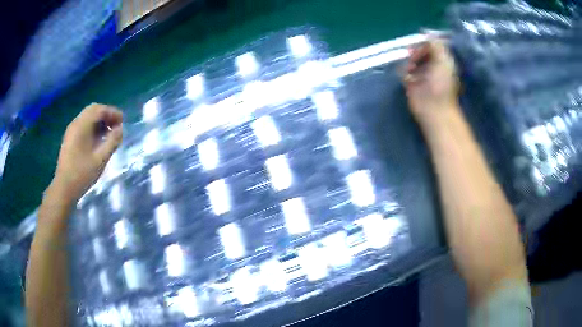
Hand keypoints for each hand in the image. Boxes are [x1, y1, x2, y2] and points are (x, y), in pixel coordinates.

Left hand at [52, 103, 122, 203]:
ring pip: (87, 117)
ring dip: (99, 121)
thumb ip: (112, 142)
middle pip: (93, 110)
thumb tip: (120, 129)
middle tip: (116, 125)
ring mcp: (71, 131)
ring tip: (108, 133)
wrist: (64, 188)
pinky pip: (82, 125)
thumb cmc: (82, 174)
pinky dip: (92, 126)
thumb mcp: (100, 159)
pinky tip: (97, 139)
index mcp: (82, 126)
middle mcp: (75, 123)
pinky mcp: (69, 138)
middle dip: (106, 115)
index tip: (122, 121)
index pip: (99, 109)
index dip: (112, 112)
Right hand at [404, 37, 459, 124]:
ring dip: (409, 61)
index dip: (425, 42)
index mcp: (442, 61)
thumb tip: (425, 31)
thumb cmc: (441, 85)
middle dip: (416, 51)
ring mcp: (421, 75)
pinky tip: (407, 75)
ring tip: (411, 67)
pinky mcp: (411, 83)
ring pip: (411, 60)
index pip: (432, 46)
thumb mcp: (443, 60)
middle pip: (421, 51)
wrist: (433, 108)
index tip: (419, 42)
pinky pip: (404, 71)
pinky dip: (403, 71)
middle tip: (412, 54)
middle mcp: (432, 66)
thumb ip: (436, 45)